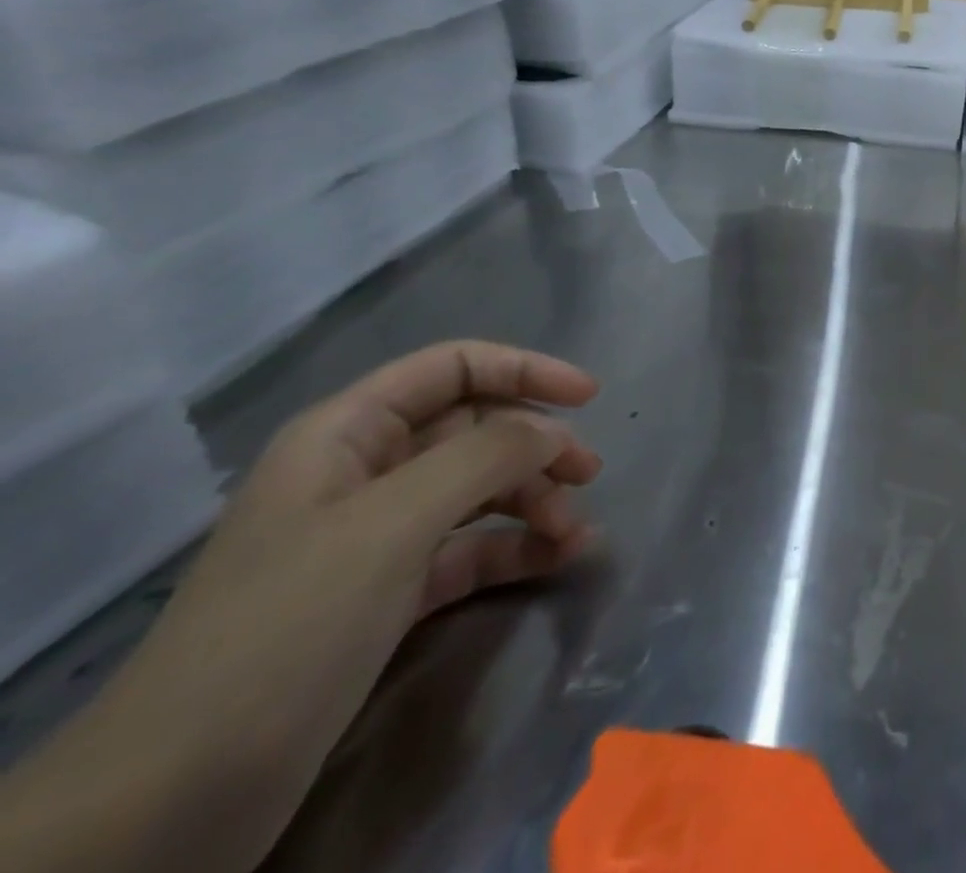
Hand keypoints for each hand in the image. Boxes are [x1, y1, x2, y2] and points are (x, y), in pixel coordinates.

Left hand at [0, 342, 602, 872]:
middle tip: (589, 474)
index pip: (453, 368)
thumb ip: (485, 456)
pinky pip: (469, 549)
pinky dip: (514, 548)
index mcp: (347, 434)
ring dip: (533, 502)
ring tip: (575, 534)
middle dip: (536, 446)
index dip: (524, 370)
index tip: (588, 397)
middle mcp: (363, 473)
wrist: (169, 804)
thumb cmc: (286, 628)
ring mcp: (374, 538)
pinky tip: (556, 560)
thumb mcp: (393, 525)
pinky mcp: (386, 597)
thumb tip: (553, 431)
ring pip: (477, 490)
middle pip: (473, 430)